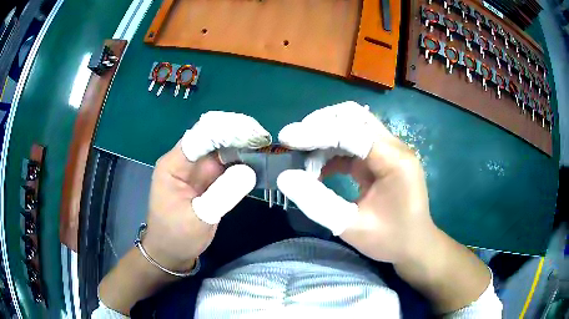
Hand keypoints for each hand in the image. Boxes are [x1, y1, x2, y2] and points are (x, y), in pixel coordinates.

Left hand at [143, 111, 271, 271]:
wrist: (170, 253)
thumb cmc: (177, 237)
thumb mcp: (198, 219)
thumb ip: (222, 194)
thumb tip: (249, 170)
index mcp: (174, 165)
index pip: (200, 136)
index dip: (226, 130)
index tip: (253, 133)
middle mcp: (185, 162)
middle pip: (211, 138)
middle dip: (237, 135)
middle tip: (264, 138)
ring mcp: (196, 171)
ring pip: (220, 151)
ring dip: (241, 147)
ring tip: (266, 146)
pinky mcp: (207, 181)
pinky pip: (225, 166)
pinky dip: (240, 163)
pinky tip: (257, 161)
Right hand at [276, 101, 436, 263]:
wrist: (415, 244)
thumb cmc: (390, 240)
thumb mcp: (351, 227)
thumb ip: (317, 202)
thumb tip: (285, 178)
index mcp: (395, 161)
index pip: (351, 131)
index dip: (316, 131)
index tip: (286, 138)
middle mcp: (395, 146)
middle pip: (353, 117)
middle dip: (320, 125)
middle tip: (294, 143)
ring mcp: (390, 149)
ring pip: (352, 125)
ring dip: (325, 136)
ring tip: (304, 160)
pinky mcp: (383, 156)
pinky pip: (354, 141)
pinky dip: (333, 149)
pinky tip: (319, 168)